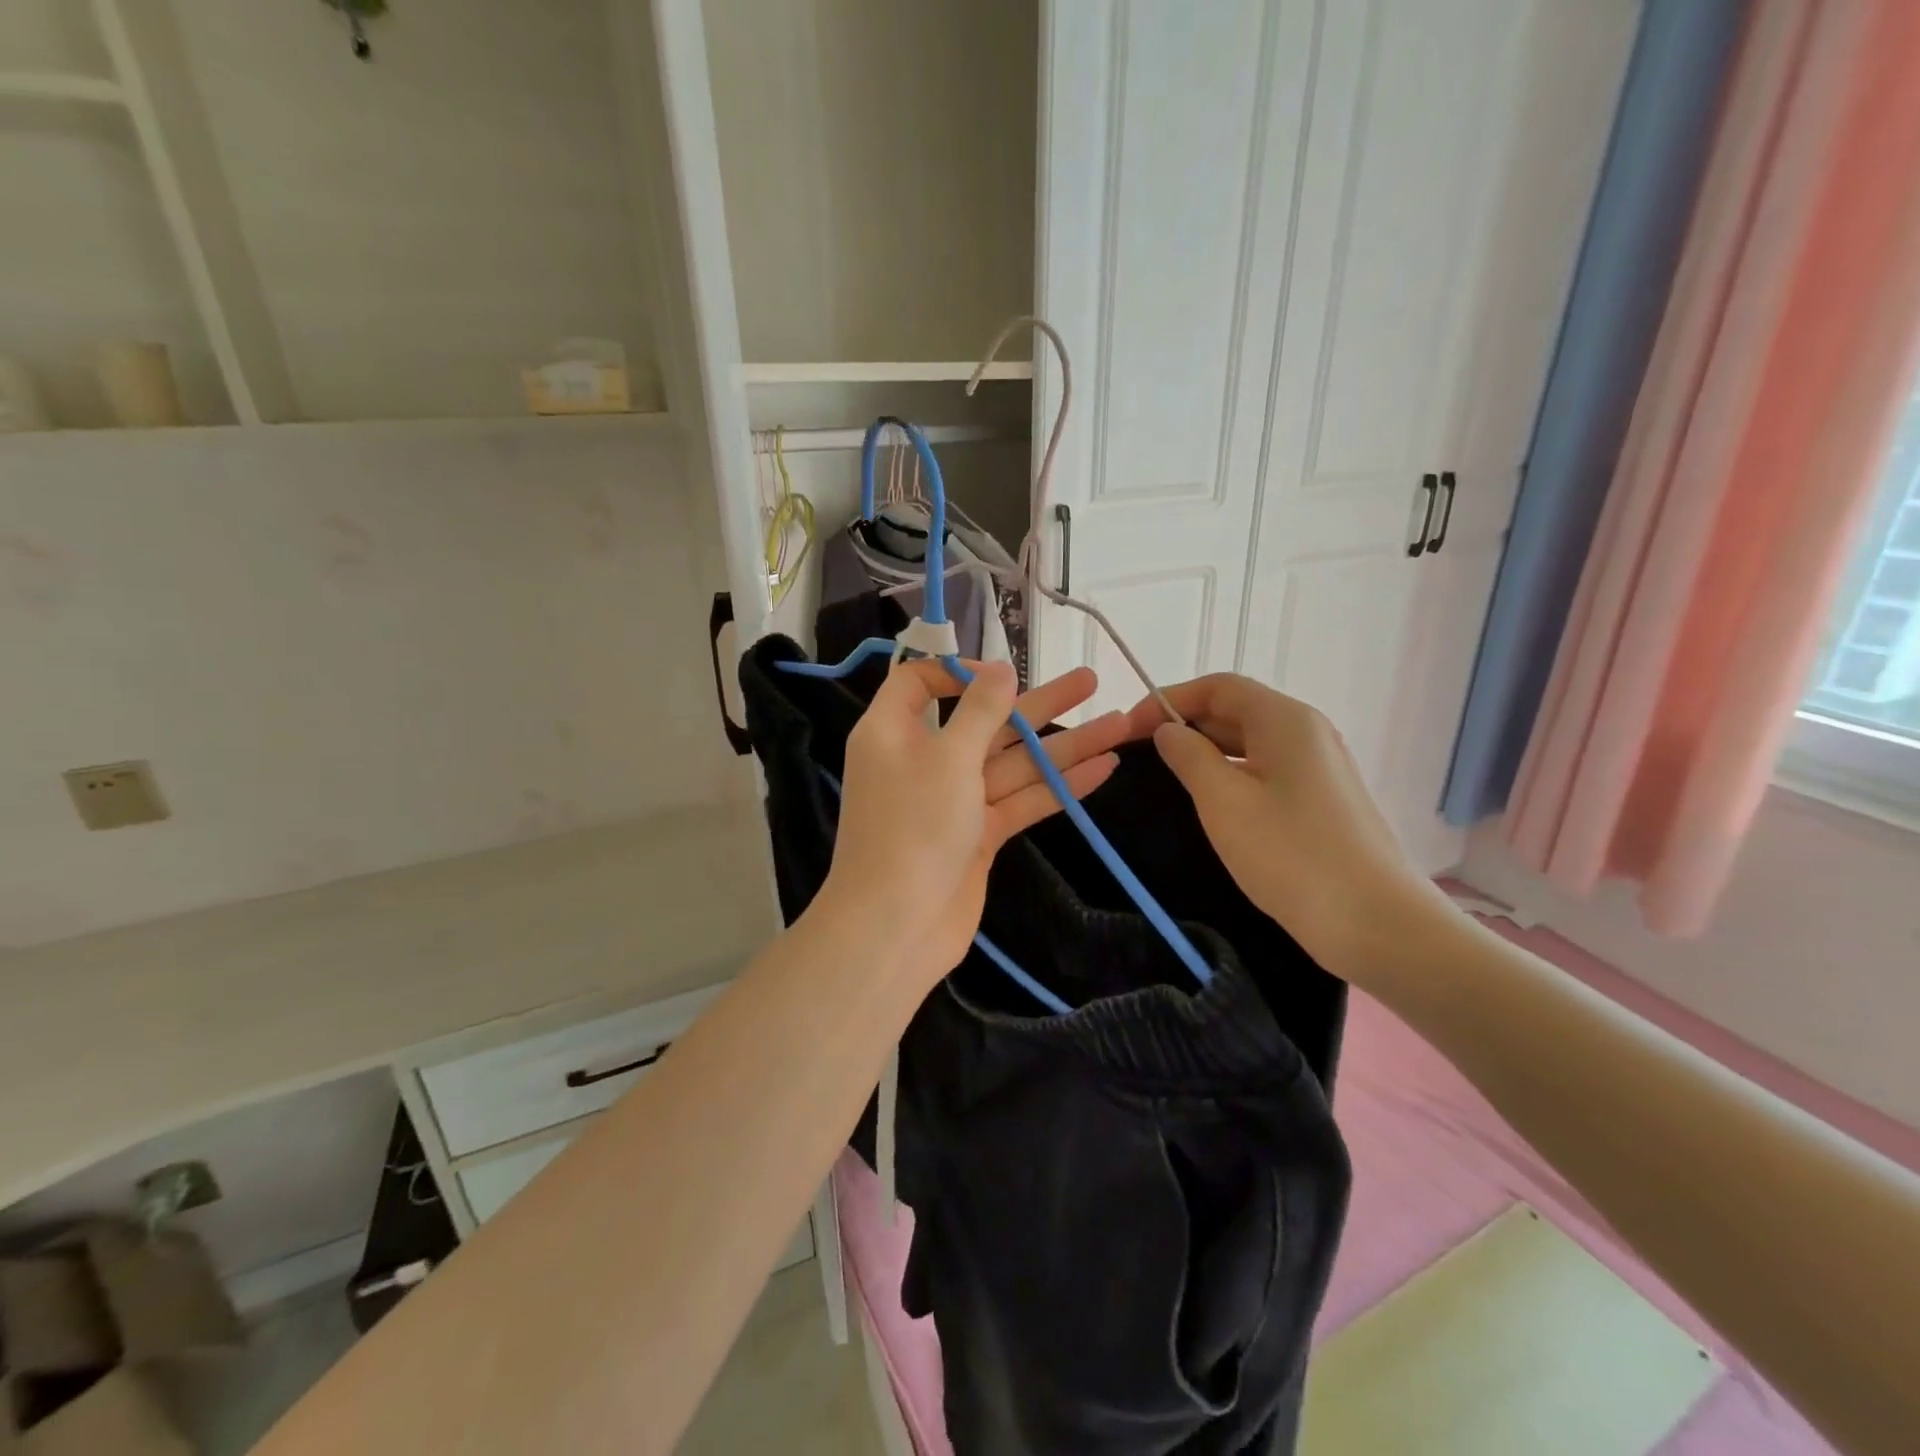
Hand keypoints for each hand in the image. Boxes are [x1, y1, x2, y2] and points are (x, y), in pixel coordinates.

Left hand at [821, 660, 1130, 990]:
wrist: (898, 925)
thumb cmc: (913, 826)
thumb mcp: (947, 756)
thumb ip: (980, 711)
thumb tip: (999, 671)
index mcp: (895, 731)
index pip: (920, 682)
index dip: (960, 671)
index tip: (1004, 675)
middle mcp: (924, 759)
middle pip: (985, 721)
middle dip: (1039, 704)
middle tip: (1090, 681)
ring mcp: (954, 799)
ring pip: (1013, 762)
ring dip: (1064, 745)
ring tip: (1120, 723)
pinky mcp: (979, 834)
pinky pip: (1022, 800)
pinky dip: (1059, 787)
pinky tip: (1103, 769)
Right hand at [1125, 675, 1443, 975]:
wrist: (1376, 923)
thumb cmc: (1292, 856)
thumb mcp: (1224, 802)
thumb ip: (1188, 757)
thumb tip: (1168, 731)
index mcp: (1285, 720)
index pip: (1218, 687)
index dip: (1169, 699)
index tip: (1128, 728)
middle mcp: (1307, 732)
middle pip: (1235, 710)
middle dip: (1184, 724)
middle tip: (1138, 754)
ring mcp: (1318, 767)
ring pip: (1249, 743)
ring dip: (1205, 751)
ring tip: (1164, 776)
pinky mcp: (1322, 800)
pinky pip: (1265, 771)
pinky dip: (1230, 774)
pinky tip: (1209, 802)